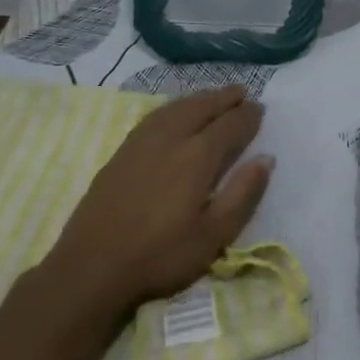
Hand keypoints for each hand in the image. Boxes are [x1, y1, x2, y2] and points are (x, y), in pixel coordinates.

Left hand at [46, 87, 272, 318]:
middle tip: (242, 92)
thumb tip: (266, 158)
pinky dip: (174, 106)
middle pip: (202, 107)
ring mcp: (142, 142)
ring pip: (177, 107)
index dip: (248, 115)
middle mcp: (171, 138)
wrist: (92, 267)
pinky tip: (175, 112)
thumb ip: (243, 193)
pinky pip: (156, 115)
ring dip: (200, 98)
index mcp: (198, 157)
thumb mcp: (214, 235)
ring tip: (214, 96)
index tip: (261, 109)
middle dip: (225, 98)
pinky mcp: (122, 151)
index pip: (230, 125)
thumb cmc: (161, 256)